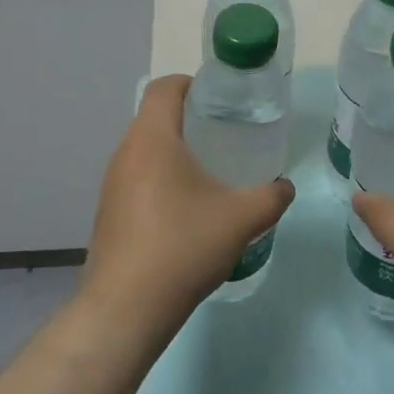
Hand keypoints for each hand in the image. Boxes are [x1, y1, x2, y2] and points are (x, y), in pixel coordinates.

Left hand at [80, 75, 294, 343]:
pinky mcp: (109, 212)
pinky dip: (161, 179)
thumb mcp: (241, 219)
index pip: (165, 87)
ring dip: (175, 152)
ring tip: (210, 172)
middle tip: (226, 135)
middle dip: (190, 119)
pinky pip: (137, 178)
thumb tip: (284, 187)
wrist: (125, 309)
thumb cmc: (183, 247)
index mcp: (151, 139)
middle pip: (155, 117)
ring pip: (145, 150)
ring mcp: (112, 184)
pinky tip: (187, 210)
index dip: (193, 84)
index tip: (221, 100)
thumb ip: (271, 197)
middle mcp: (125, 153)